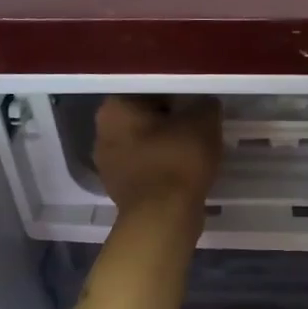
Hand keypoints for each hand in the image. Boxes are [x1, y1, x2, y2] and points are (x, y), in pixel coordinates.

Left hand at [92, 96, 221, 225]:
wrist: (163, 218)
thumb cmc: (177, 160)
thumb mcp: (203, 122)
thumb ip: (205, 105)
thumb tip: (205, 105)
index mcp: (114, 108)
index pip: (150, 90)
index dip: (178, 97)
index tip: (198, 108)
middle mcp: (102, 133)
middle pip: (144, 119)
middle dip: (170, 123)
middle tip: (199, 129)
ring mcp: (108, 165)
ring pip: (144, 145)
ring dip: (166, 146)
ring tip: (195, 152)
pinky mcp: (119, 190)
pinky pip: (146, 169)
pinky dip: (163, 169)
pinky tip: (184, 173)